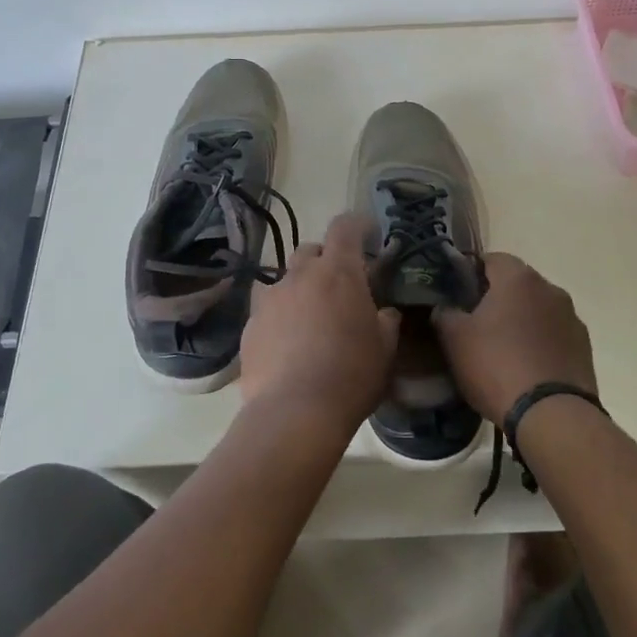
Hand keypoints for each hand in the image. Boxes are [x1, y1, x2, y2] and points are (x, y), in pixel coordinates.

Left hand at [240, 214, 400, 429]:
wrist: (294, 412)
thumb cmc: (351, 375)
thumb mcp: (385, 350)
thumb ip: (386, 321)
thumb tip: (385, 312)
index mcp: (339, 272)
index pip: (345, 227)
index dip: (358, 225)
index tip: (368, 234)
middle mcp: (300, 275)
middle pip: (312, 250)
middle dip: (326, 260)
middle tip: (340, 285)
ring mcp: (270, 298)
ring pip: (287, 279)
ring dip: (301, 288)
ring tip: (311, 317)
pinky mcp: (250, 324)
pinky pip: (268, 308)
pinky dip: (281, 315)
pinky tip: (288, 342)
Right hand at [433, 253, 596, 424]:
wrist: (552, 415)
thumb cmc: (497, 366)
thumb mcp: (455, 339)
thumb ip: (444, 313)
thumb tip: (445, 307)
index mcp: (518, 278)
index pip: (490, 259)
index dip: (470, 273)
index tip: (456, 295)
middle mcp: (550, 289)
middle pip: (516, 284)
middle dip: (495, 298)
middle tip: (474, 324)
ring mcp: (572, 318)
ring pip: (536, 310)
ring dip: (520, 321)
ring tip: (501, 350)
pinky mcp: (584, 347)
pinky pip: (553, 335)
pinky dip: (538, 343)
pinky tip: (525, 367)